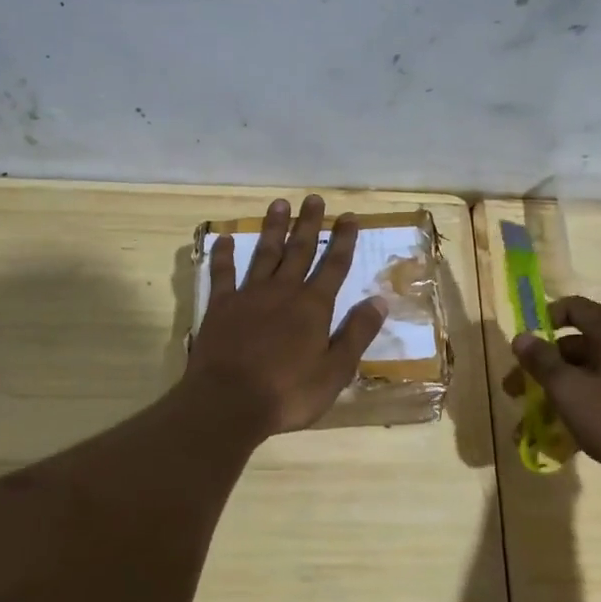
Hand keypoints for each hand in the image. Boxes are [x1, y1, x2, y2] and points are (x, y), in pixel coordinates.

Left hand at [184, 194, 387, 437]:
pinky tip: (225, 238)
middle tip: (314, 198)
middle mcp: (283, 292)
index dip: (343, 240)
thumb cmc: (288, 393)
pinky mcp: (220, 307)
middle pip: (299, 251)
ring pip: (264, 253)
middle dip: (309, 224)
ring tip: (279, 204)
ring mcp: (249, 296)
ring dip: (273, 228)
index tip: (349, 216)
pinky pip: (222, 274)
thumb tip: (380, 300)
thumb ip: (356, 333)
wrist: (228, 403)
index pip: (334, 266)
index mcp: (313, 307)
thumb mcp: (335, 371)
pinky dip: (224, 255)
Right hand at [510, 296, 600, 493]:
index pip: (573, 307)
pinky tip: (561, 436)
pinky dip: (581, 404)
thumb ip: (541, 361)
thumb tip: (520, 337)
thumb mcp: (569, 390)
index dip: (542, 320)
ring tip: (531, 423)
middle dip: (542, 367)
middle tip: (514, 392)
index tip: (522, 346)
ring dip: (557, 391)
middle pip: (576, 344)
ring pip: (588, 371)